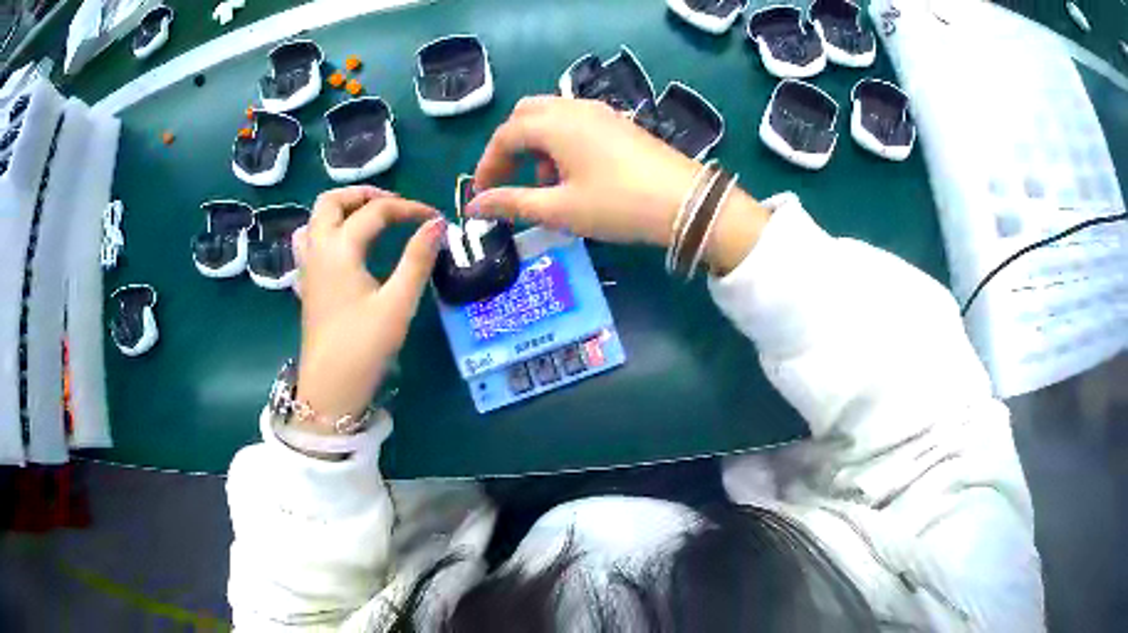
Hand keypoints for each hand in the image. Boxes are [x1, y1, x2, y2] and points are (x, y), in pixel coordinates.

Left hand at [294, 186, 443, 430]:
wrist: (329, 388)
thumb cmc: (363, 347)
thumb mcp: (398, 304)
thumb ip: (418, 259)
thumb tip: (437, 224)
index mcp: (340, 249)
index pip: (376, 211)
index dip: (409, 208)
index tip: (435, 219)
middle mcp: (319, 249)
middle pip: (331, 201)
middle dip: (363, 194)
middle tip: (393, 205)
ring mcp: (308, 267)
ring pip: (316, 218)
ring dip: (342, 208)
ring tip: (369, 218)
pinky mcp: (307, 284)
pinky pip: (310, 241)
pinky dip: (328, 229)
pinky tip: (344, 246)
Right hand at [468, 96, 767, 274]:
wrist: (687, 202)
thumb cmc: (618, 205)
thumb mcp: (561, 209)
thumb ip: (513, 203)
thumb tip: (475, 206)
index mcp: (554, 124)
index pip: (505, 135)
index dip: (487, 164)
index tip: (482, 195)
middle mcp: (573, 108)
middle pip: (525, 115)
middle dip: (509, 146)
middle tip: (507, 180)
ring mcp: (599, 112)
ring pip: (551, 116)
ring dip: (535, 144)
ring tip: (544, 185)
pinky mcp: (618, 122)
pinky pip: (575, 122)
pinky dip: (560, 142)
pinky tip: (574, 174)